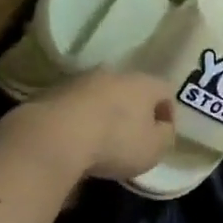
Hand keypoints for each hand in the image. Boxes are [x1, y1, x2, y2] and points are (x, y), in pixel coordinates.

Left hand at [0, 70, 175, 184]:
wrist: (54, 136)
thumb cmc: (115, 142)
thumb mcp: (153, 148)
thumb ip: (165, 136)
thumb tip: (162, 128)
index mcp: (143, 83)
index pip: (165, 90)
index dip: (168, 112)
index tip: (163, 135)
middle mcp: (114, 74)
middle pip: (132, 90)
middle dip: (134, 112)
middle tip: (132, 138)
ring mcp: (82, 81)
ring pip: (102, 96)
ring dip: (105, 115)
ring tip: (101, 143)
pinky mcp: (54, 93)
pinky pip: (76, 107)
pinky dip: (80, 121)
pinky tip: (76, 142)